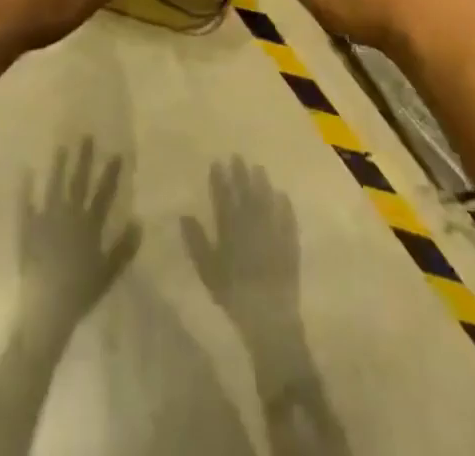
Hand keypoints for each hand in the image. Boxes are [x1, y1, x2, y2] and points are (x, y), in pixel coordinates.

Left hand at [18, 140, 140, 339]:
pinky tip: (25, 172)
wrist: (46, 310)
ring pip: (54, 186)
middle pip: (78, 183)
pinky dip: (26, 188)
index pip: (103, 194)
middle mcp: (68, 216)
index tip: (117, 153)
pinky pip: (26, 204)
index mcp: (89, 226)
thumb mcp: (108, 274)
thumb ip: (124, 248)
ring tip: (61, 147)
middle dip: (84, 159)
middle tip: (86, 136)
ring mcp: (46, 220)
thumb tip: (139, 221)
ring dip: (58, 166)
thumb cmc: (80, 294)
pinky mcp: (28, 229)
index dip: (111, 174)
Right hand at [181, 158, 299, 338]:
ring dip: (262, 183)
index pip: (223, 197)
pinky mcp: (290, 244)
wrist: (269, 318)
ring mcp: (273, 232)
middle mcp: (252, 224)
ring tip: (259, 168)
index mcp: (230, 229)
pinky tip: (283, 195)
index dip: (219, 179)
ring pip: (266, 201)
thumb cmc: (233, 295)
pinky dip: (284, 206)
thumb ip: (196, 242)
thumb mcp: (207, 271)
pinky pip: (288, 219)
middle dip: (240, 174)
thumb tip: (184, 215)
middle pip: (246, 194)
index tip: (217, 162)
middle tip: (238, 156)